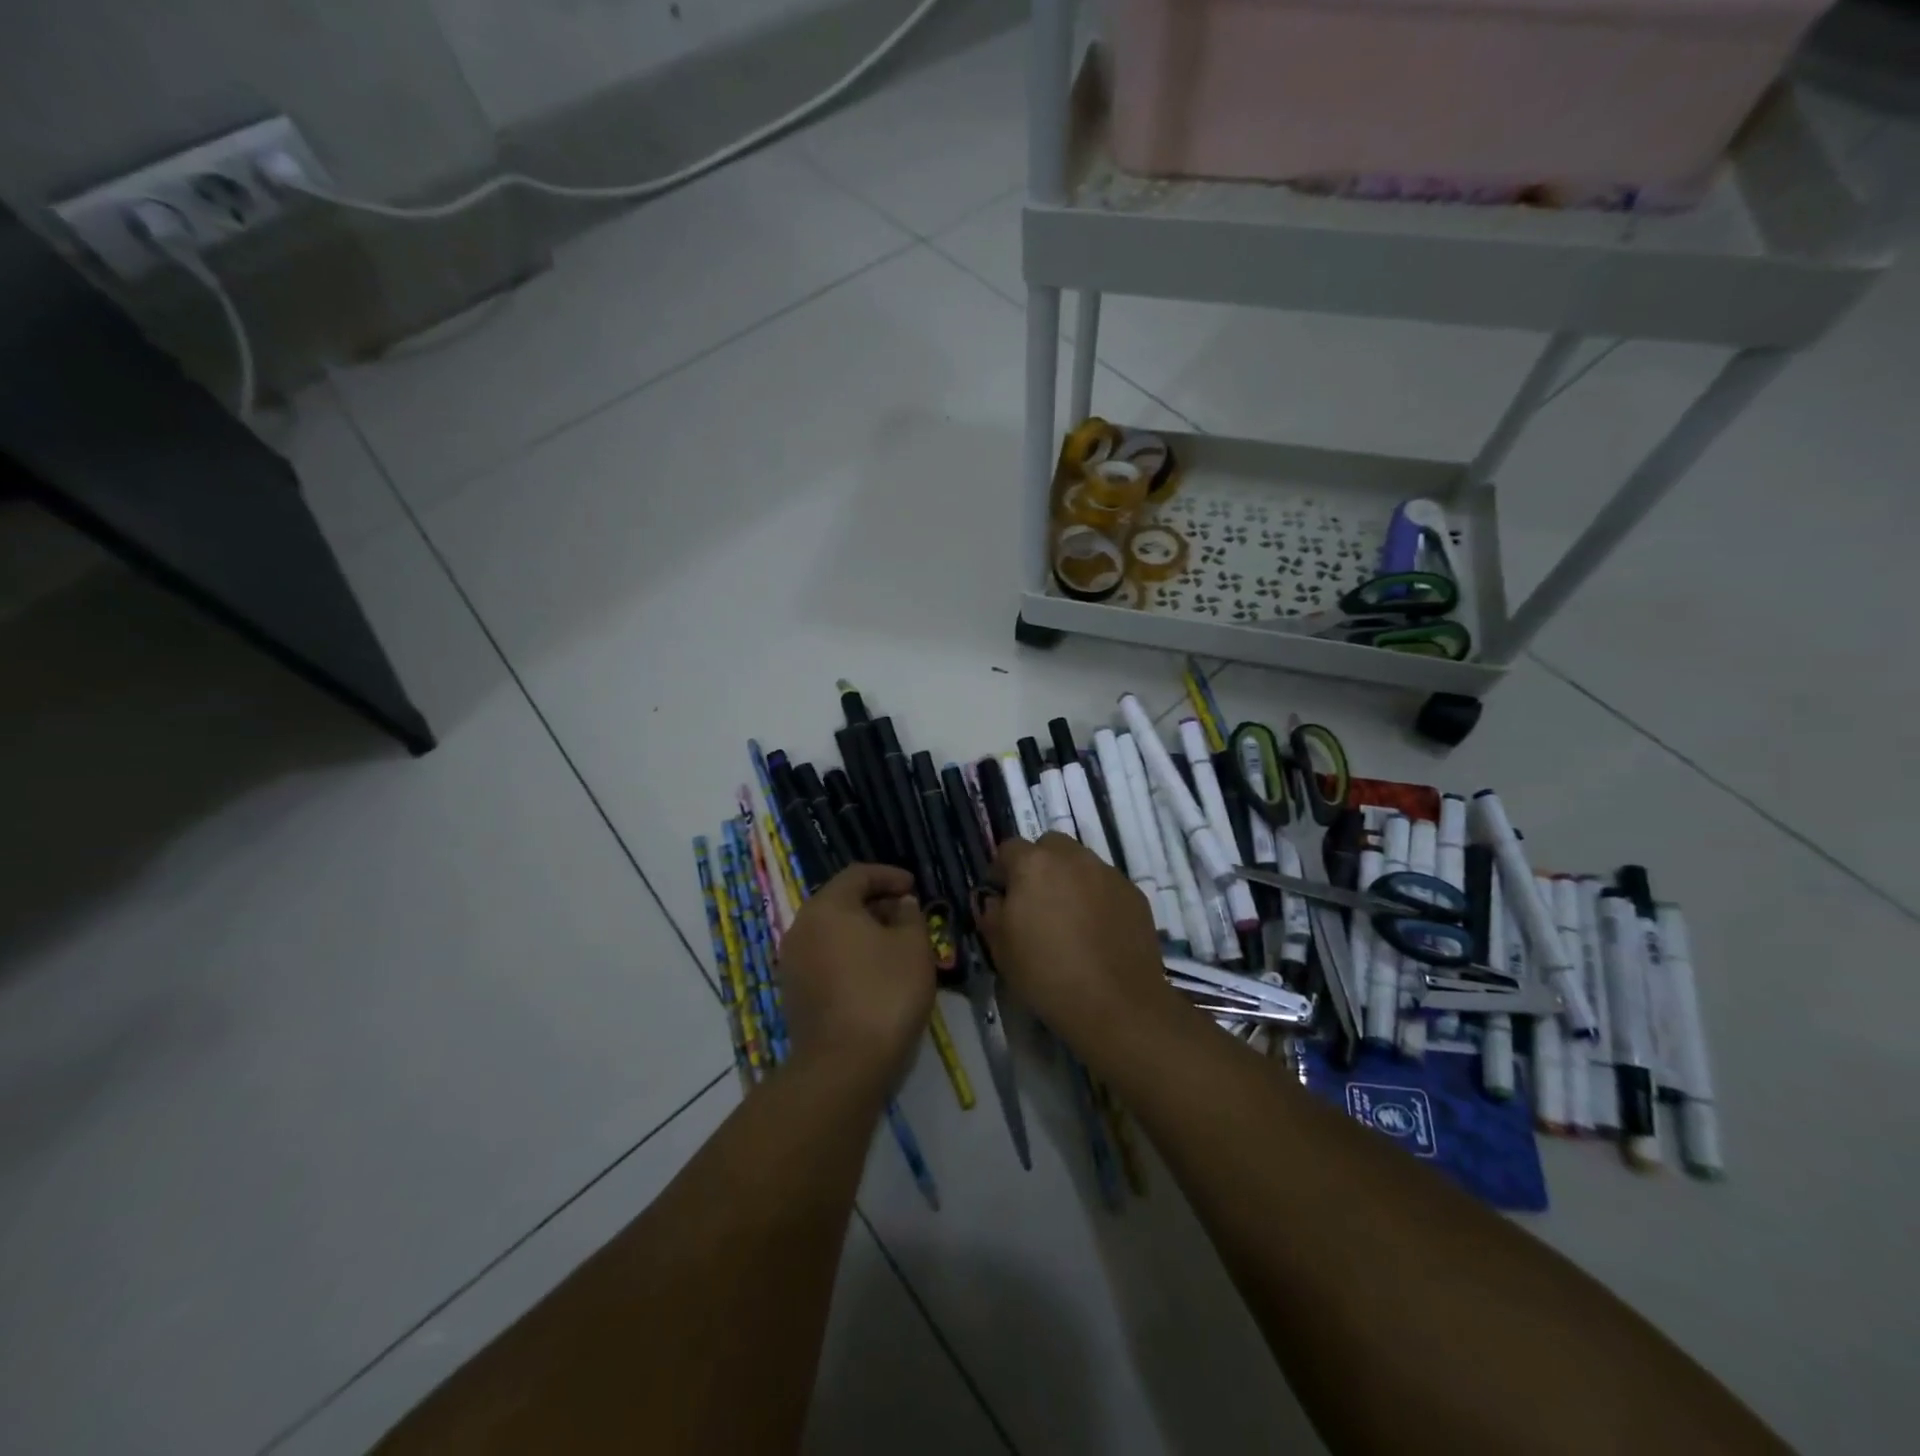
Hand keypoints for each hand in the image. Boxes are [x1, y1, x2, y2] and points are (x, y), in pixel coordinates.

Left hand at [776, 863, 934, 1094]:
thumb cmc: (884, 993)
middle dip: (876, 903)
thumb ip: (909, 916)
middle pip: (841, 901)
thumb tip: (900, 904)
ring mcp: (792, 961)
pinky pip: (824, 957)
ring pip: (831, 931)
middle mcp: (801, 926)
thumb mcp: (913, 947)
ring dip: (862, 931)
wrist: (843, 1065)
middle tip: (907, 915)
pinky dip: (848, 955)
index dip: (889, 875)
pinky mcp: (793, 992)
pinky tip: (874, 973)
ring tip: (894, 945)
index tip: (914, 887)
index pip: (857, 874)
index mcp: (827, 906)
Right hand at [976, 833, 1177, 1053]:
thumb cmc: (1046, 975)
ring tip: (1070, 919)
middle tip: (1037, 902)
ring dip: (1070, 879)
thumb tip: (996, 900)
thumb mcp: (1001, 949)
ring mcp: (1108, 873)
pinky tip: (1097, 931)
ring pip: (1081, 862)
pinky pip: (1107, 884)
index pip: (1009, 848)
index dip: (1002, 871)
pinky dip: (1098, 897)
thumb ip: (992, 914)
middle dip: (1039, 865)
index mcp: (1033, 864)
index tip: (1002, 898)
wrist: (1116, 1004)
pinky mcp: (1134, 893)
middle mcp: (1072, 858)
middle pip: (1049, 846)